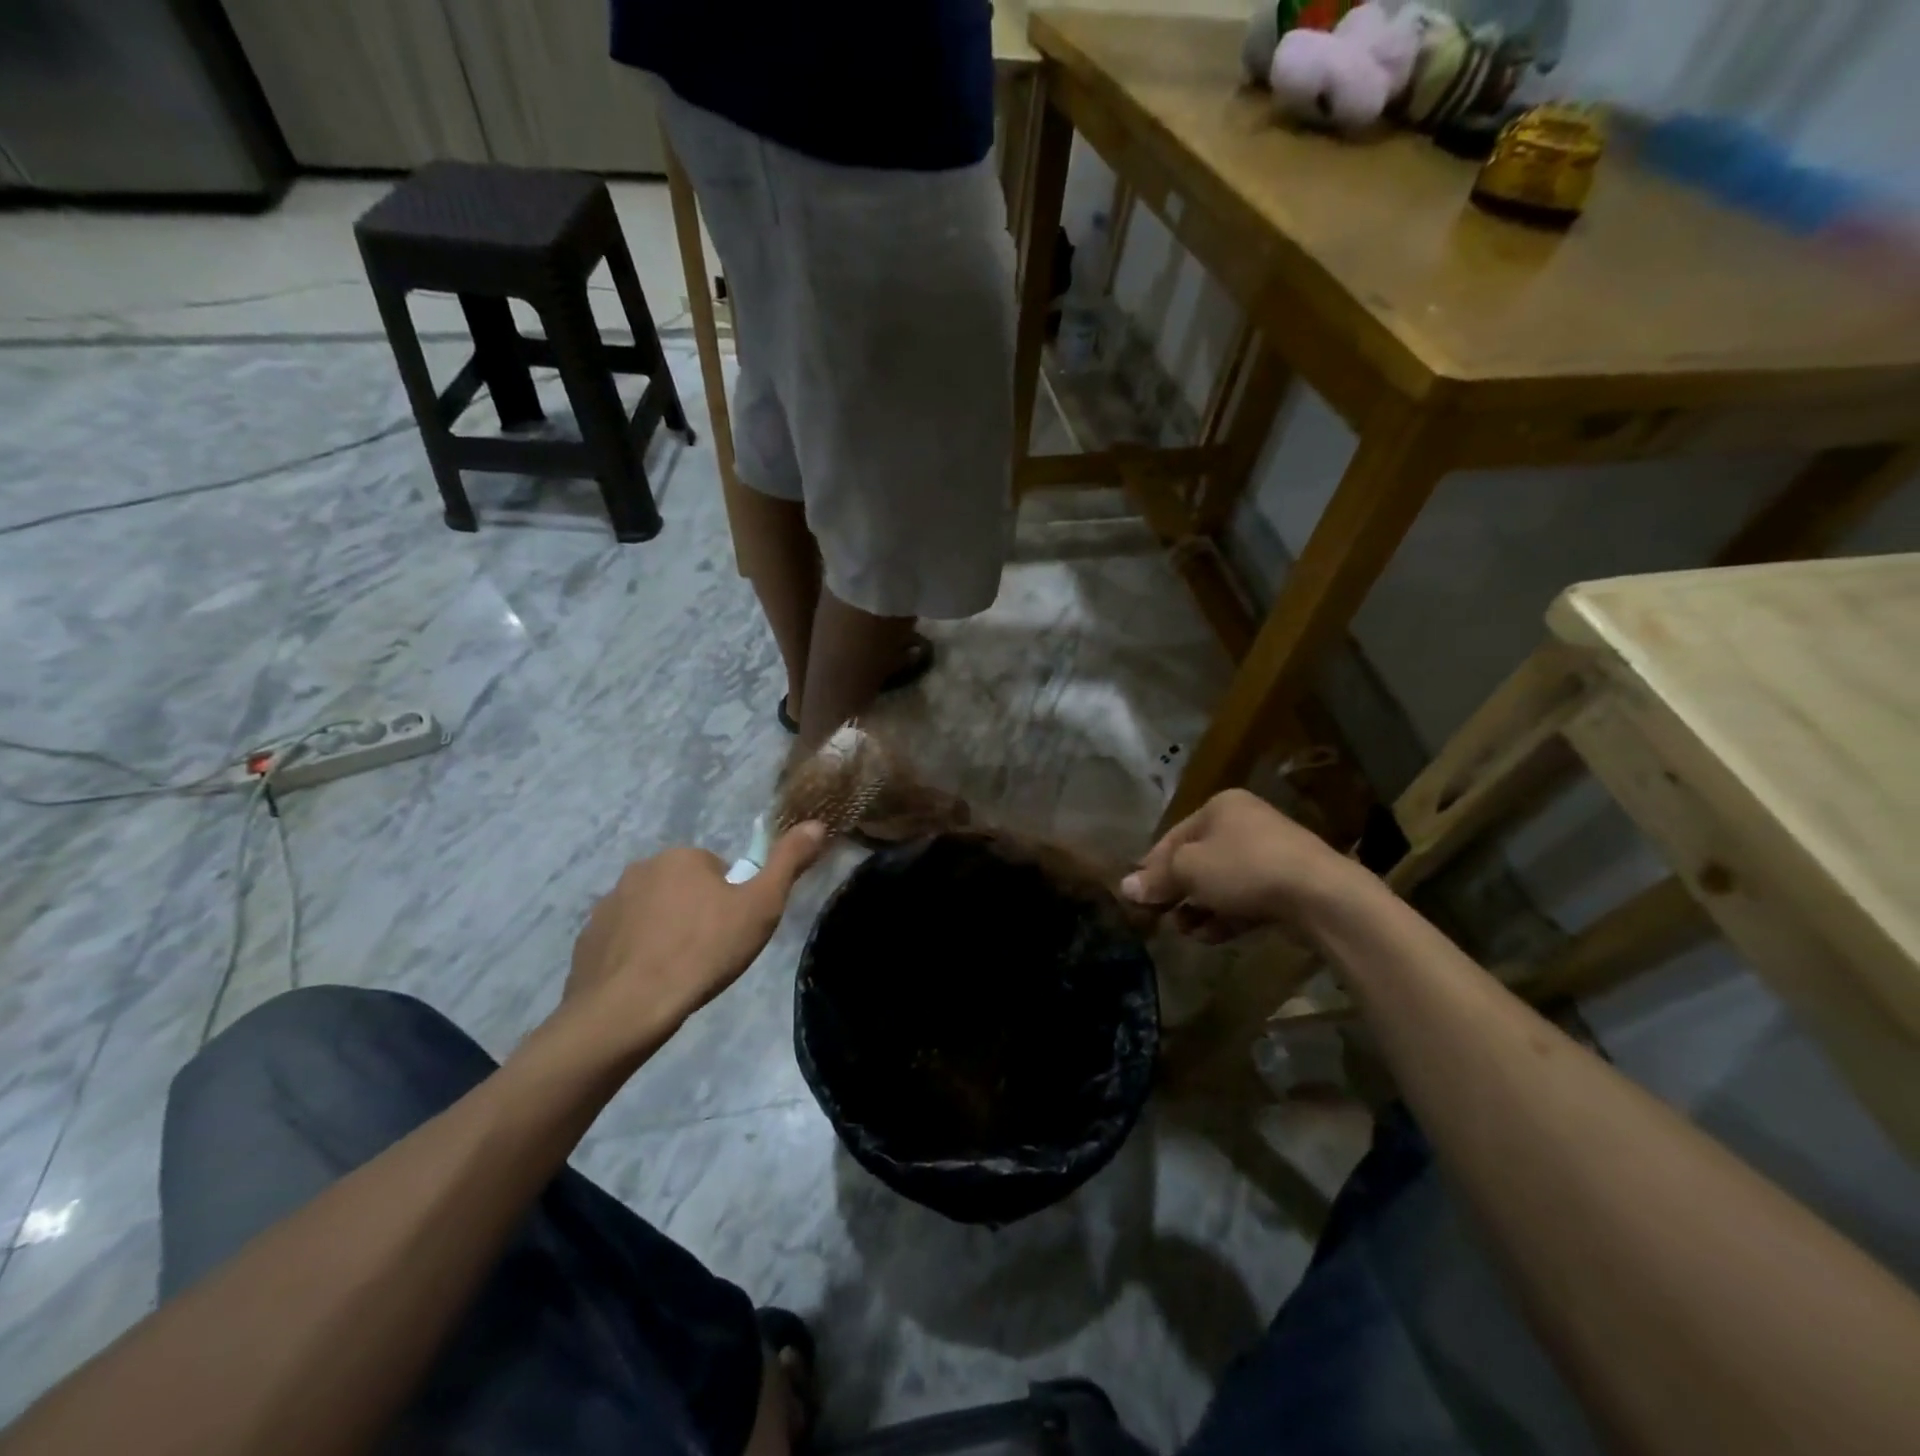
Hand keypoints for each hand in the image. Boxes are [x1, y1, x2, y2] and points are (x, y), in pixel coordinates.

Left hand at [563, 824, 826, 1055]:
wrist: (628, 1008)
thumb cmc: (704, 951)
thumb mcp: (761, 906)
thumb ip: (789, 862)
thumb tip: (817, 824)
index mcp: (682, 857)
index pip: (718, 871)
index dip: (731, 902)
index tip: (732, 932)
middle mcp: (640, 869)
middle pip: (683, 888)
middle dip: (696, 913)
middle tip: (709, 953)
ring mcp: (608, 904)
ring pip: (652, 913)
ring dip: (665, 932)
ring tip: (678, 972)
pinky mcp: (587, 939)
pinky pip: (623, 939)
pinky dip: (636, 954)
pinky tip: (648, 983)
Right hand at [1121, 789, 1362, 940]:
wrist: (1320, 896)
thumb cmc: (1244, 868)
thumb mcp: (1189, 870)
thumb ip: (1157, 879)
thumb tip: (1125, 888)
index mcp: (1219, 807)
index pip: (1172, 837)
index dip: (1151, 868)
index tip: (1137, 898)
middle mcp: (1244, 823)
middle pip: (1196, 860)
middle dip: (1177, 891)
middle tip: (1160, 918)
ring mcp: (1269, 854)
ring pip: (1220, 882)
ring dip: (1199, 908)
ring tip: (1186, 931)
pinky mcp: (1287, 884)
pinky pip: (1245, 898)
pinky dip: (1226, 915)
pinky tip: (1211, 936)